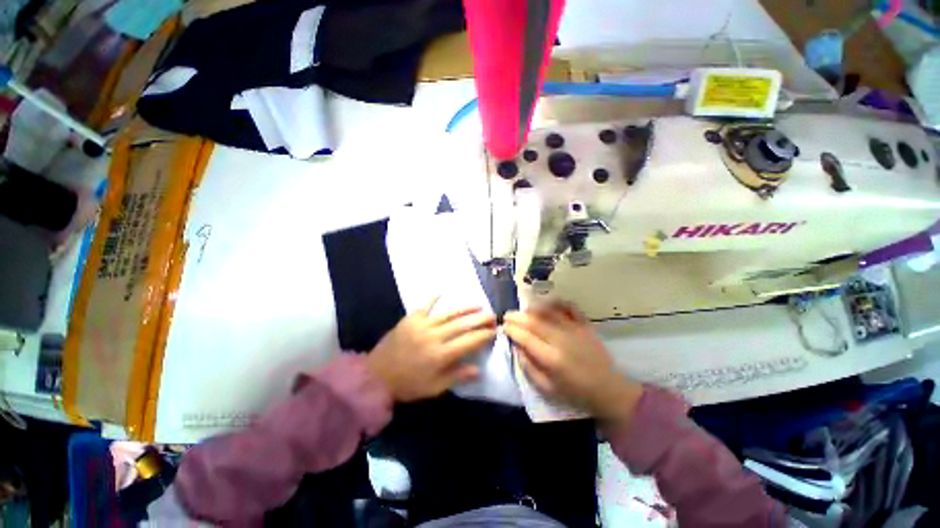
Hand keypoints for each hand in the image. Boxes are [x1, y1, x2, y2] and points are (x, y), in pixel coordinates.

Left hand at [366, 300, 496, 401]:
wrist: (376, 376)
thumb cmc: (408, 385)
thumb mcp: (434, 388)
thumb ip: (457, 376)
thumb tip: (478, 369)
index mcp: (441, 355)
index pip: (469, 342)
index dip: (484, 335)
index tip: (495, 330)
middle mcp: (434, 337)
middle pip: (462, 325)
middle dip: (480, 319)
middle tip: (492, 314)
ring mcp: (421, 325)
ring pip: (448, 314)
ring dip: (465, 308)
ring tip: (478, 304)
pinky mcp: (410, 319)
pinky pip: (425, 306)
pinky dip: (433, 299)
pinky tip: (442, 293)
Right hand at [503, 304, 642, 419]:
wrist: (607, 389)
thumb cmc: (574, 392)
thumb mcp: (546, 388)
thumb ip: (528, 367)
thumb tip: (516, 347)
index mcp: (551, 358)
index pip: (525, 337)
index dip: (512, 330)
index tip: (503, 326)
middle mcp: (561, 340)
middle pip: (534, 322)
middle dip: (517, 317)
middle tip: (507, 315)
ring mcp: (575, 330)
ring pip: (549, 312)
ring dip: (532, 308)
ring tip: (523, 310)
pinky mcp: (585, 325)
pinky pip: (570, 307)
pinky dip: (558, 302)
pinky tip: (548, 303)